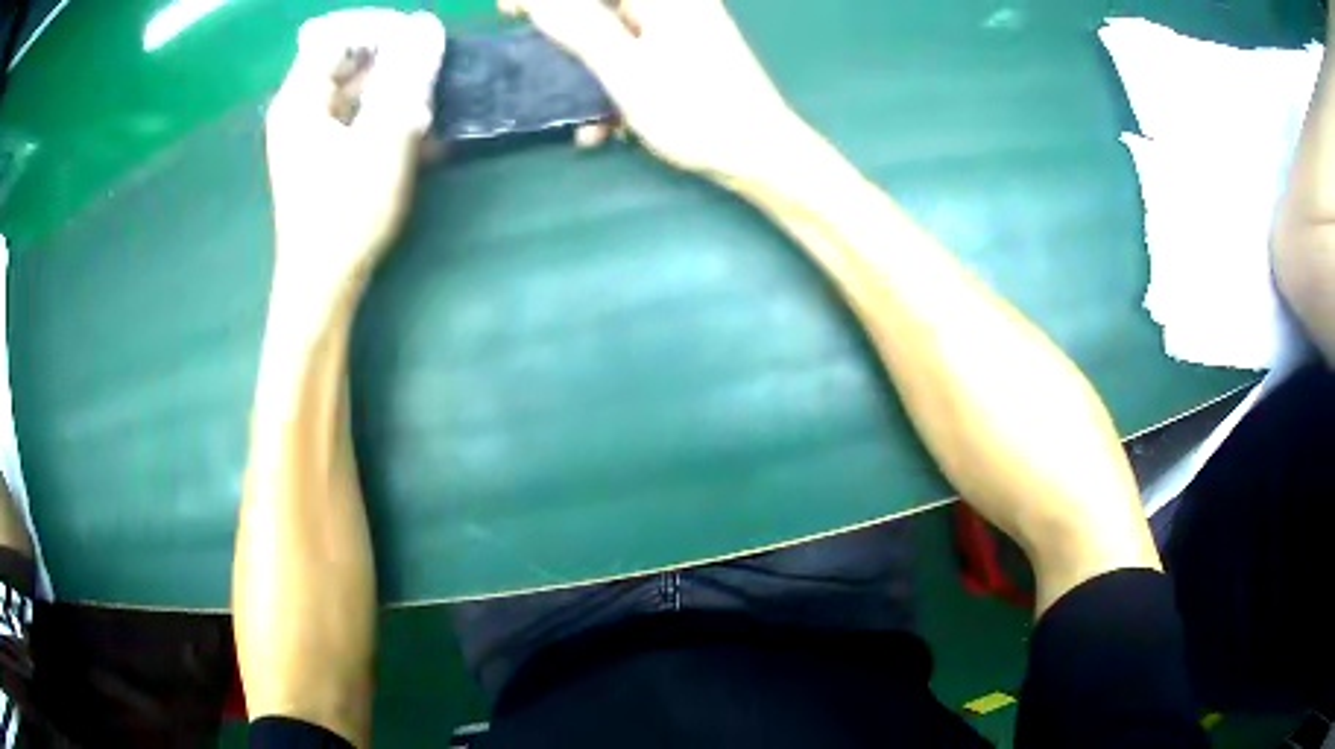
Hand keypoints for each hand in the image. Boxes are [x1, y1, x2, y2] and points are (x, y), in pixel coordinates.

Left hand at [265, 10, 445, 298]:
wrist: (323, 285)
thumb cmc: (347, 212)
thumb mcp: (384, 137)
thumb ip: (407, 76)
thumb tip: (426, 24)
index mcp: (299, 99)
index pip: (337, 35)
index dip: (379, 30)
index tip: (419, 42)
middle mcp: (299, 110)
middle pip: (347, 60)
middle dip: (392, 63)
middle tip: (427, 81)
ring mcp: (309, 135)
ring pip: (356, 89)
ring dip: (394, 93)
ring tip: (426, 114)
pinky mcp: (323, 157)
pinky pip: (356, 117)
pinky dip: (385, 117)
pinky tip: (413, 136)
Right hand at [504, 0, 810, 184]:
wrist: (759, 154)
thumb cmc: (695, 109)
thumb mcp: (624, 67)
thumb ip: (578, 26)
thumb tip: (536, 0)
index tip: (508, 9)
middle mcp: (672, 5)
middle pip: (602, 6)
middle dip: (563, 28)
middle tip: (530, 48)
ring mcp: (679, 30)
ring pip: (613, 33)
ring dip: (586, 68)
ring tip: (577, 113)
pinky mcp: (683, 57)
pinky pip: (634, 57)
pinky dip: (613, 85)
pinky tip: (606, 128)